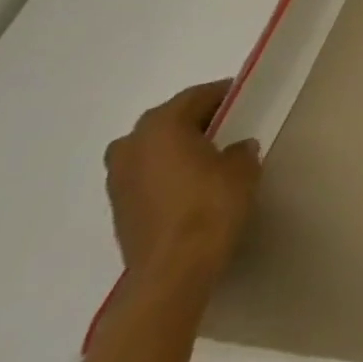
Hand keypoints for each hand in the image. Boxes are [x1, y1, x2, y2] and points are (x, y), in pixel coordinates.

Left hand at [104, 81, 261, 296]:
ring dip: (178, 144)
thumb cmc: (211, 206)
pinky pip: (147, 171)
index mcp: (161, 127)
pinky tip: (191, 180)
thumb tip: (236, 147)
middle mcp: (131, 144)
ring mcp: (118, 176)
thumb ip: (241, 150)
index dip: (222, 93)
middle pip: (168, 119)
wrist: (173, 268)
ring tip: (210, 153)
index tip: (245, 96)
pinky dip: (167, 168)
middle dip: (197, 118)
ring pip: (153, 146)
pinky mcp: (118, 203)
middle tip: (230, 123)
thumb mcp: (242, 169)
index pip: (195, 97)